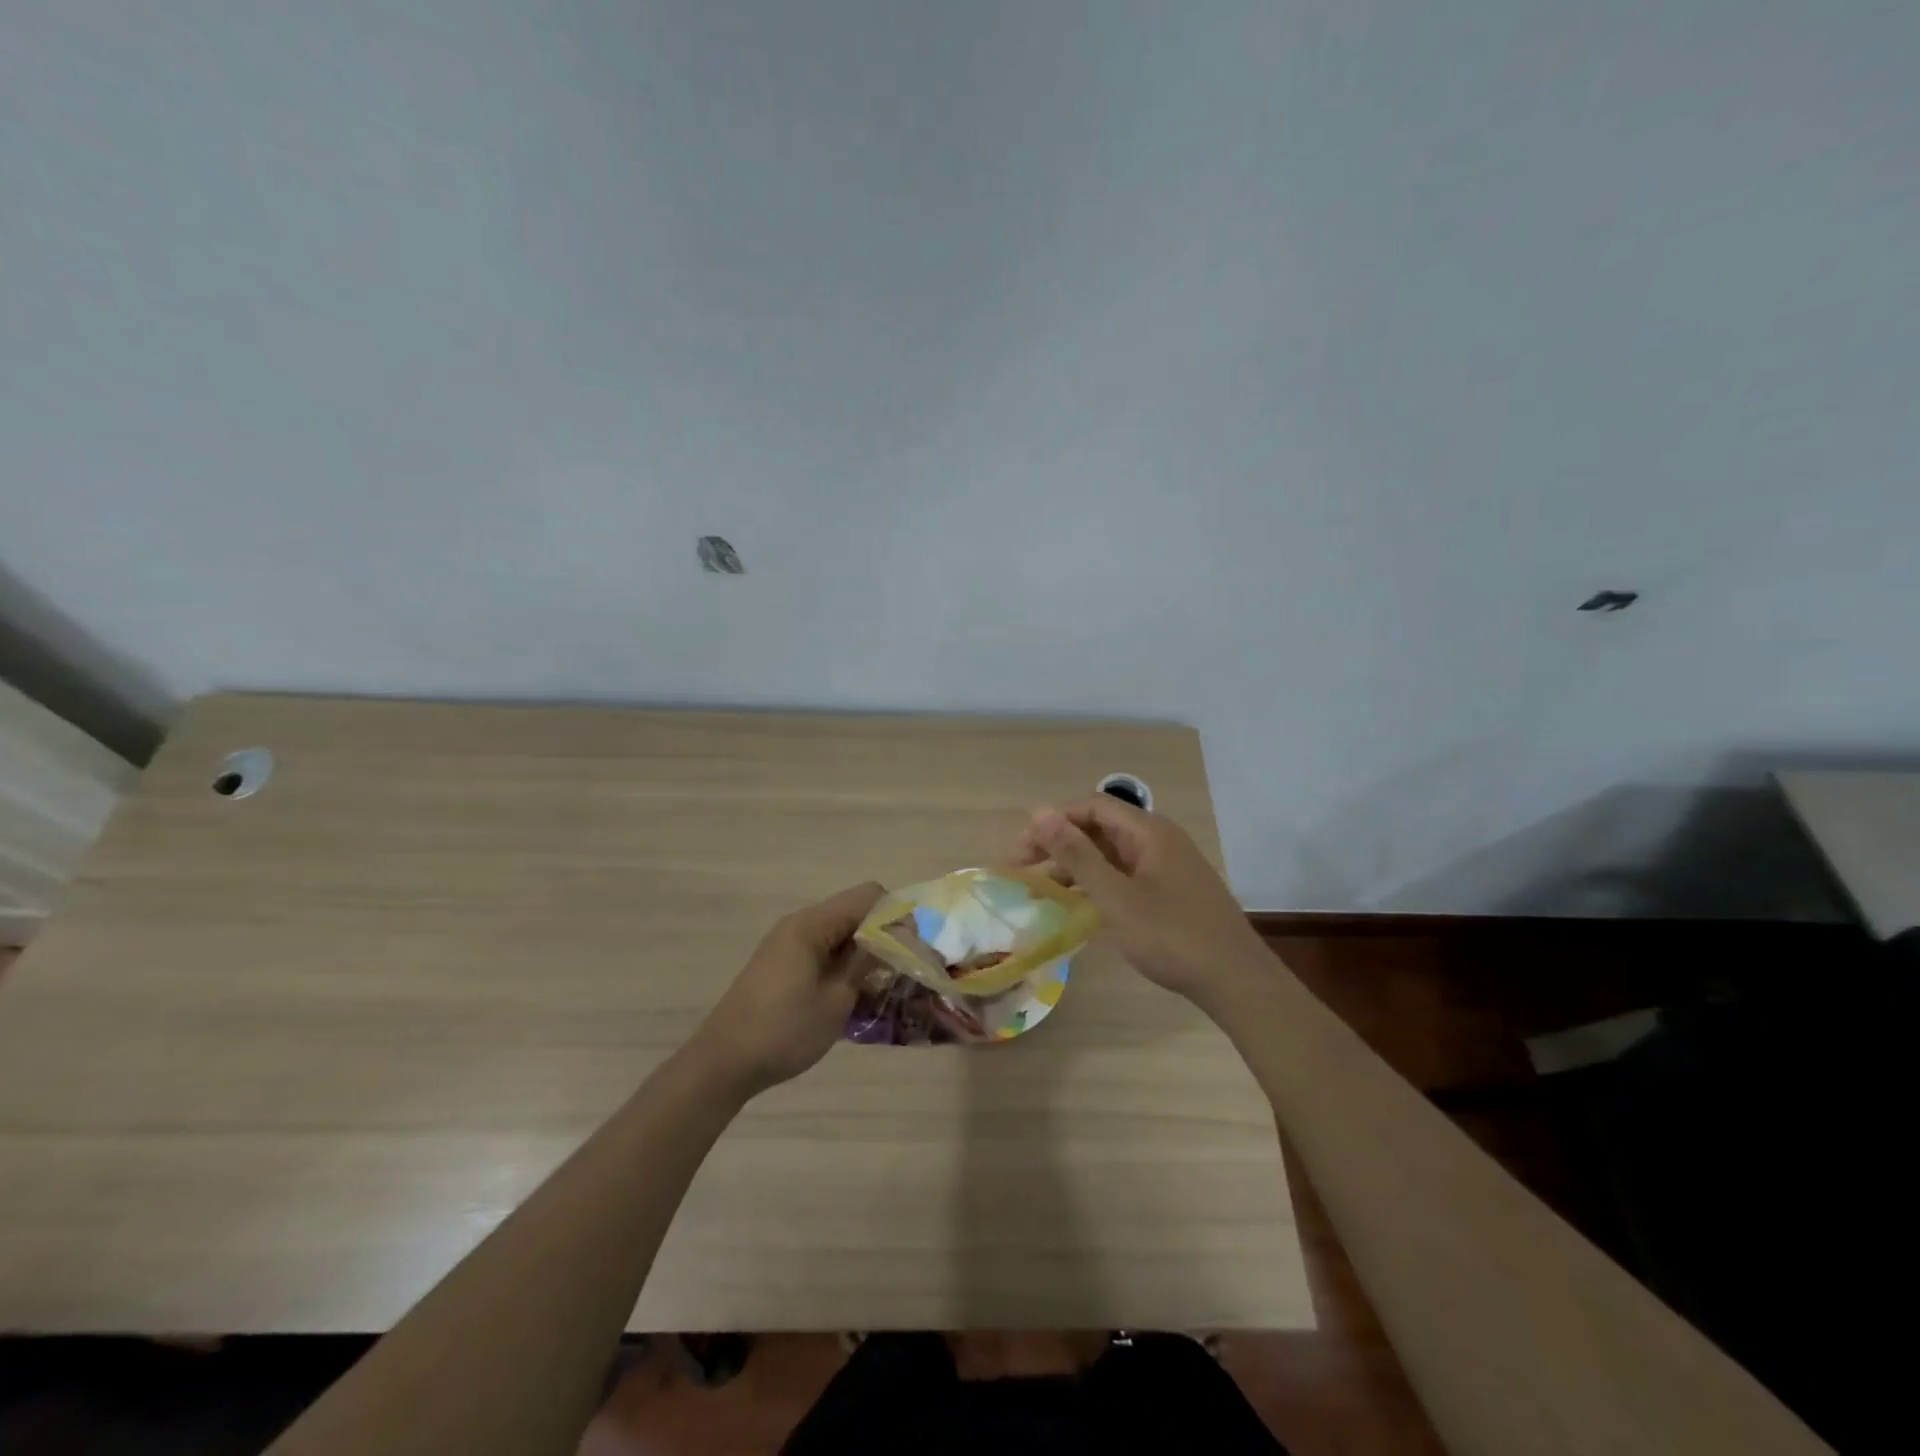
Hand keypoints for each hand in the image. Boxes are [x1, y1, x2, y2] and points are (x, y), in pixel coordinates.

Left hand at [691, 882, 885, 1096]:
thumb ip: (867, 961)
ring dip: (863, 951)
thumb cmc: (785, 1031)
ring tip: (880, 986)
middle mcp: (800, 923)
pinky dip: (843, 962)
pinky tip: (852, 994)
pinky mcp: (782, 961)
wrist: (724, 1063)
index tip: (910, 948)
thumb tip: (895, 935)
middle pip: (854, 910)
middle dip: (882, 934)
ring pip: (840, 931)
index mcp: (812, 924)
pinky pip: (823, 948)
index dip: (895, 915)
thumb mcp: (836, 999)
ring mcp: (788, 942)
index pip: (868, 895)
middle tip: (901, 970)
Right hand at [1011, 797, 1269, 1009]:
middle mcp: (1159, 839)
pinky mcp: (1172, 890)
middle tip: (1023, 869)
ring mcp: (1168, 865)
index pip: (1091, 807)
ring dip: (1076, 865)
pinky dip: (1098, 883)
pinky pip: (1125, 874)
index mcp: (1148, 831)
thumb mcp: (1115, 897)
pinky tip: (1080, 905)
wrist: (1236, 980)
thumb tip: (1038, 813)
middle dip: (1060, 843)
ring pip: (1112, 853)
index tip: (1021, 851)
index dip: (1052, 821)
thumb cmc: (1171, 936)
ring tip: (1044, 890)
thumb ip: (1076, 855)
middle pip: (1100, 827)